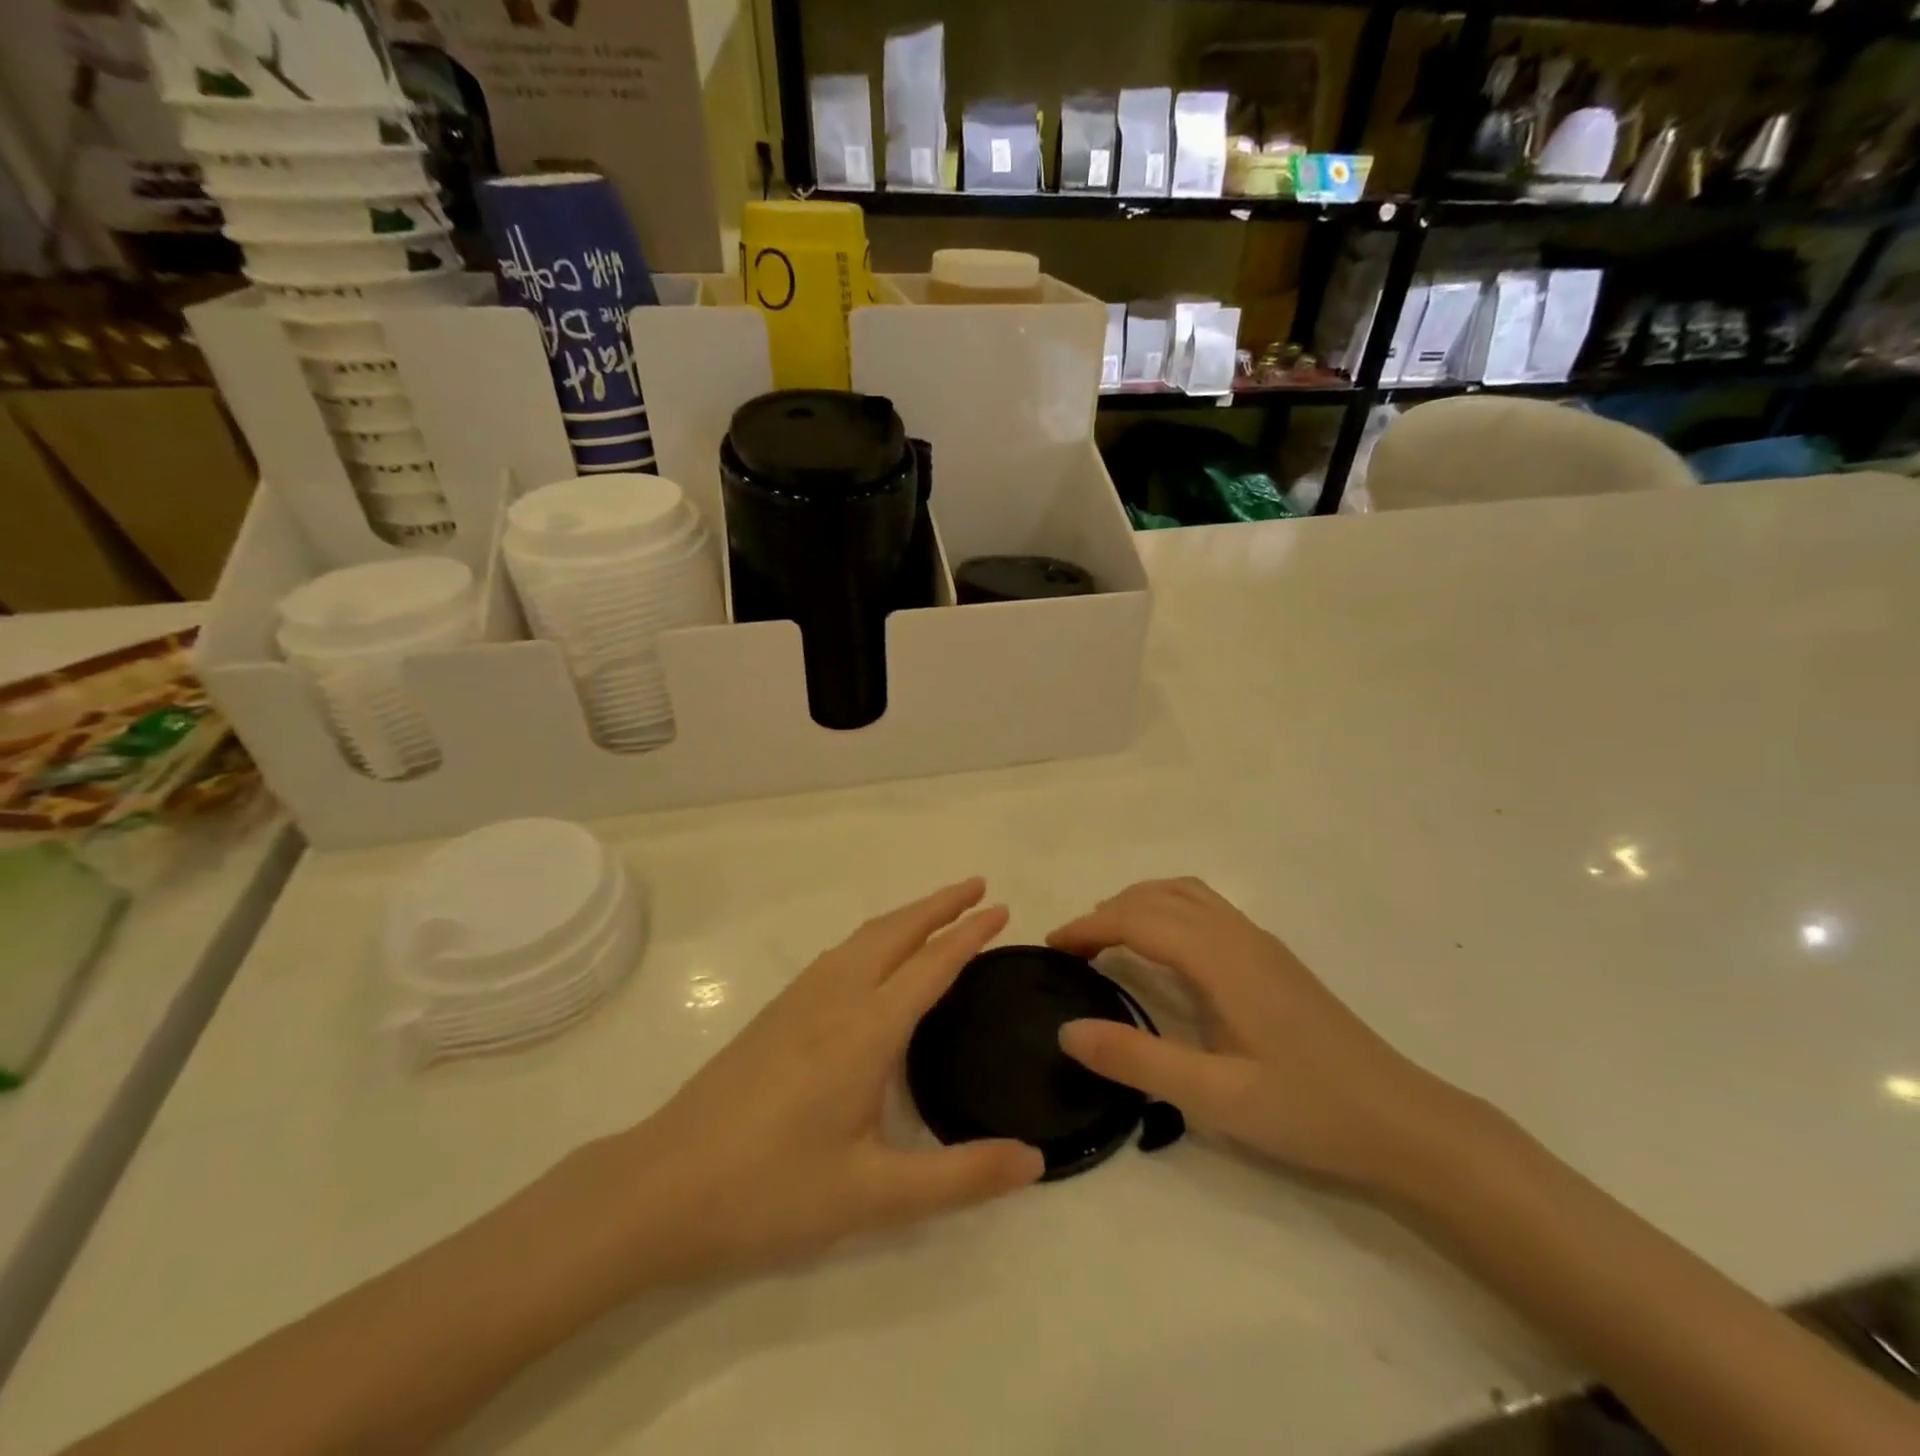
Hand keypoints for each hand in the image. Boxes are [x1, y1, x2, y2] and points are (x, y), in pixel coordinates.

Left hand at [609, 880, 1043, 1282]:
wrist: (660, 1188)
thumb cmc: (770, 1192)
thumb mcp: (873, 1197)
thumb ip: (960, 1177)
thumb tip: (1035, 1160)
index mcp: (865, 1029)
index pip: (931, 965)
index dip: (970, 934)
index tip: (1002, 908)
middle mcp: (835, 997)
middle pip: (896, 931)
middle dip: (940, 904)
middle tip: (978, 887)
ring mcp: (799, 1000)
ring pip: (863, 937)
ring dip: (906, 917)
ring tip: (937, 914)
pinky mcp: (775, 1013)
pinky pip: (840, 954)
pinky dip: (874, 937)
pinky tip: (873, 959)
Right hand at [1049, 878, 1481, 1197]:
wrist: (1403, 1122)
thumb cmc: (1308, 1110)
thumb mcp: (1215, 1097)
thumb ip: (1138, 1060)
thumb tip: (1067, 1029)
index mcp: (1221, 959)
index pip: (1138, 920)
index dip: (1089, 927)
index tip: (1050, 946)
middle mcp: (1239, 936)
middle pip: (1158, 897)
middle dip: (1107, 911)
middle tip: (1071, 948)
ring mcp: (1260, 943)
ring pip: (1186, 894)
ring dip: (1139, 903)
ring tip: (1108, 936)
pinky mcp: (1273, 959)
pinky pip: (1206, 909)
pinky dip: (1167, 909)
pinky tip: (1165, 950)